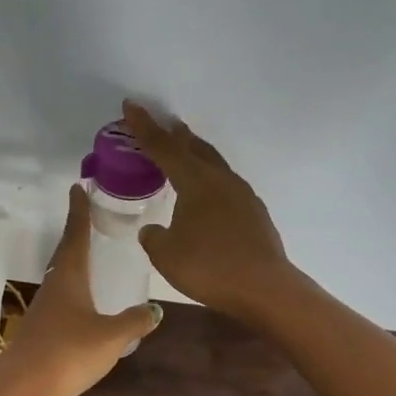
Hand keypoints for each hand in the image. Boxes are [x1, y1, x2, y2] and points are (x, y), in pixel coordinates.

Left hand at [0, 184, 162, 395]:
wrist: (23, 388)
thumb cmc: (67, 352)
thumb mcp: (110, 336)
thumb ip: (134, 321)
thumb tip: (155, 309)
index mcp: (69, 277)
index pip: (75, 235)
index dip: (78, 211)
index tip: (78, 187)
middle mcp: (54, 287)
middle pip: (65, 253)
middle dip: (76, 232)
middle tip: (87, 215)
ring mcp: (44, 310)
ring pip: (62, 277)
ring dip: (74, 262)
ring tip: (90, 256)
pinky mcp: (41, 332)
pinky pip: (62, 301)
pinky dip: (74, 292)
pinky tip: (85, 305)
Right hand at [122, 100, 291, 318]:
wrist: (264, 288)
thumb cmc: (209, 268)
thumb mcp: (166, 255)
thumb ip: (154, 237)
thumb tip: (153, 230)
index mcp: (196, 183)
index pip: (164, 148)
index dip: (144, 128)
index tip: (131, 106)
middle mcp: (221, 181)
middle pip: (195, 148)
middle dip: (175, 135)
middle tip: (162, 125)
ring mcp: (242, 195)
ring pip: (214, 164)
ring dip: (196, 154)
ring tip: (185, 151)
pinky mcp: (254, 213)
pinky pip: (226, 184)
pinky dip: (210, 178)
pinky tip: (207, 192)